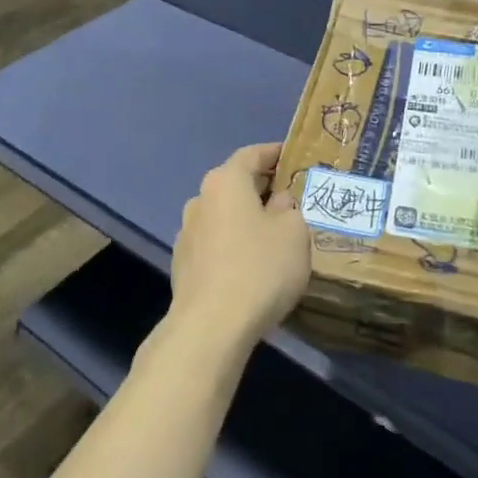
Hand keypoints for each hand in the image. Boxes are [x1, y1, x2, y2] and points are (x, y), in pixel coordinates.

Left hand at [168, 143, 310, 351]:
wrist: (212, 325)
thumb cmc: (260, 268)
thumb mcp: (294, 232)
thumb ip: (290, 209)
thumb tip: (278, 203)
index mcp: (225, 182)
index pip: (251, 154)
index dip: (274, 153)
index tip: (292, 156)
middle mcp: (200, 199)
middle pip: (234, 184)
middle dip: (261, 187)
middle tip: (289, 196)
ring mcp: (186, 233)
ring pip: (222, 215)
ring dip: (245, 218)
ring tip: (271, 233)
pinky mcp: (182, 264)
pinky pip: (214, 243)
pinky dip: (232, 243)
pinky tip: (249, 263)